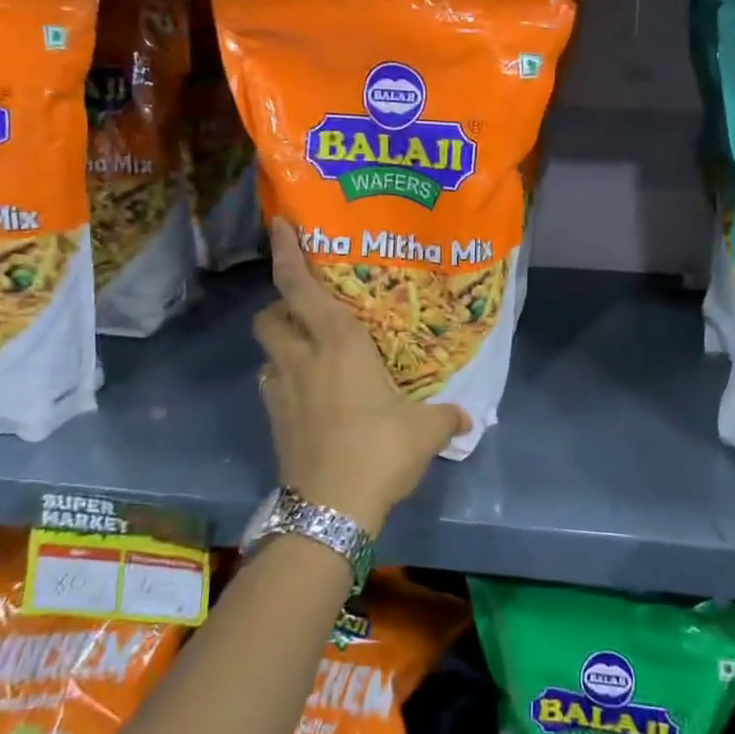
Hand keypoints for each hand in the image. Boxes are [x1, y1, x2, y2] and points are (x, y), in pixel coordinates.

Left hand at [252, 219, 467, 534]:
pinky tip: (309, 397)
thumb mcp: (425, 430)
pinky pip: (273, 388)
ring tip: (311, 355)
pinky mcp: (274, 423)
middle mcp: (302, 359)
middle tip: (308, 311)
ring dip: (282, 346)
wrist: (332, 509)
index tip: (279, 224)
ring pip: (267, 353)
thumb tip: (466, 417)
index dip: (287, 252)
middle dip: (279, 305)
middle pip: (269, 316)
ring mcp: (281, 393)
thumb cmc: (380, 449)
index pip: (300, 286)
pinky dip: (285, 382)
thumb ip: (445, 416)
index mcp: (338, 344)